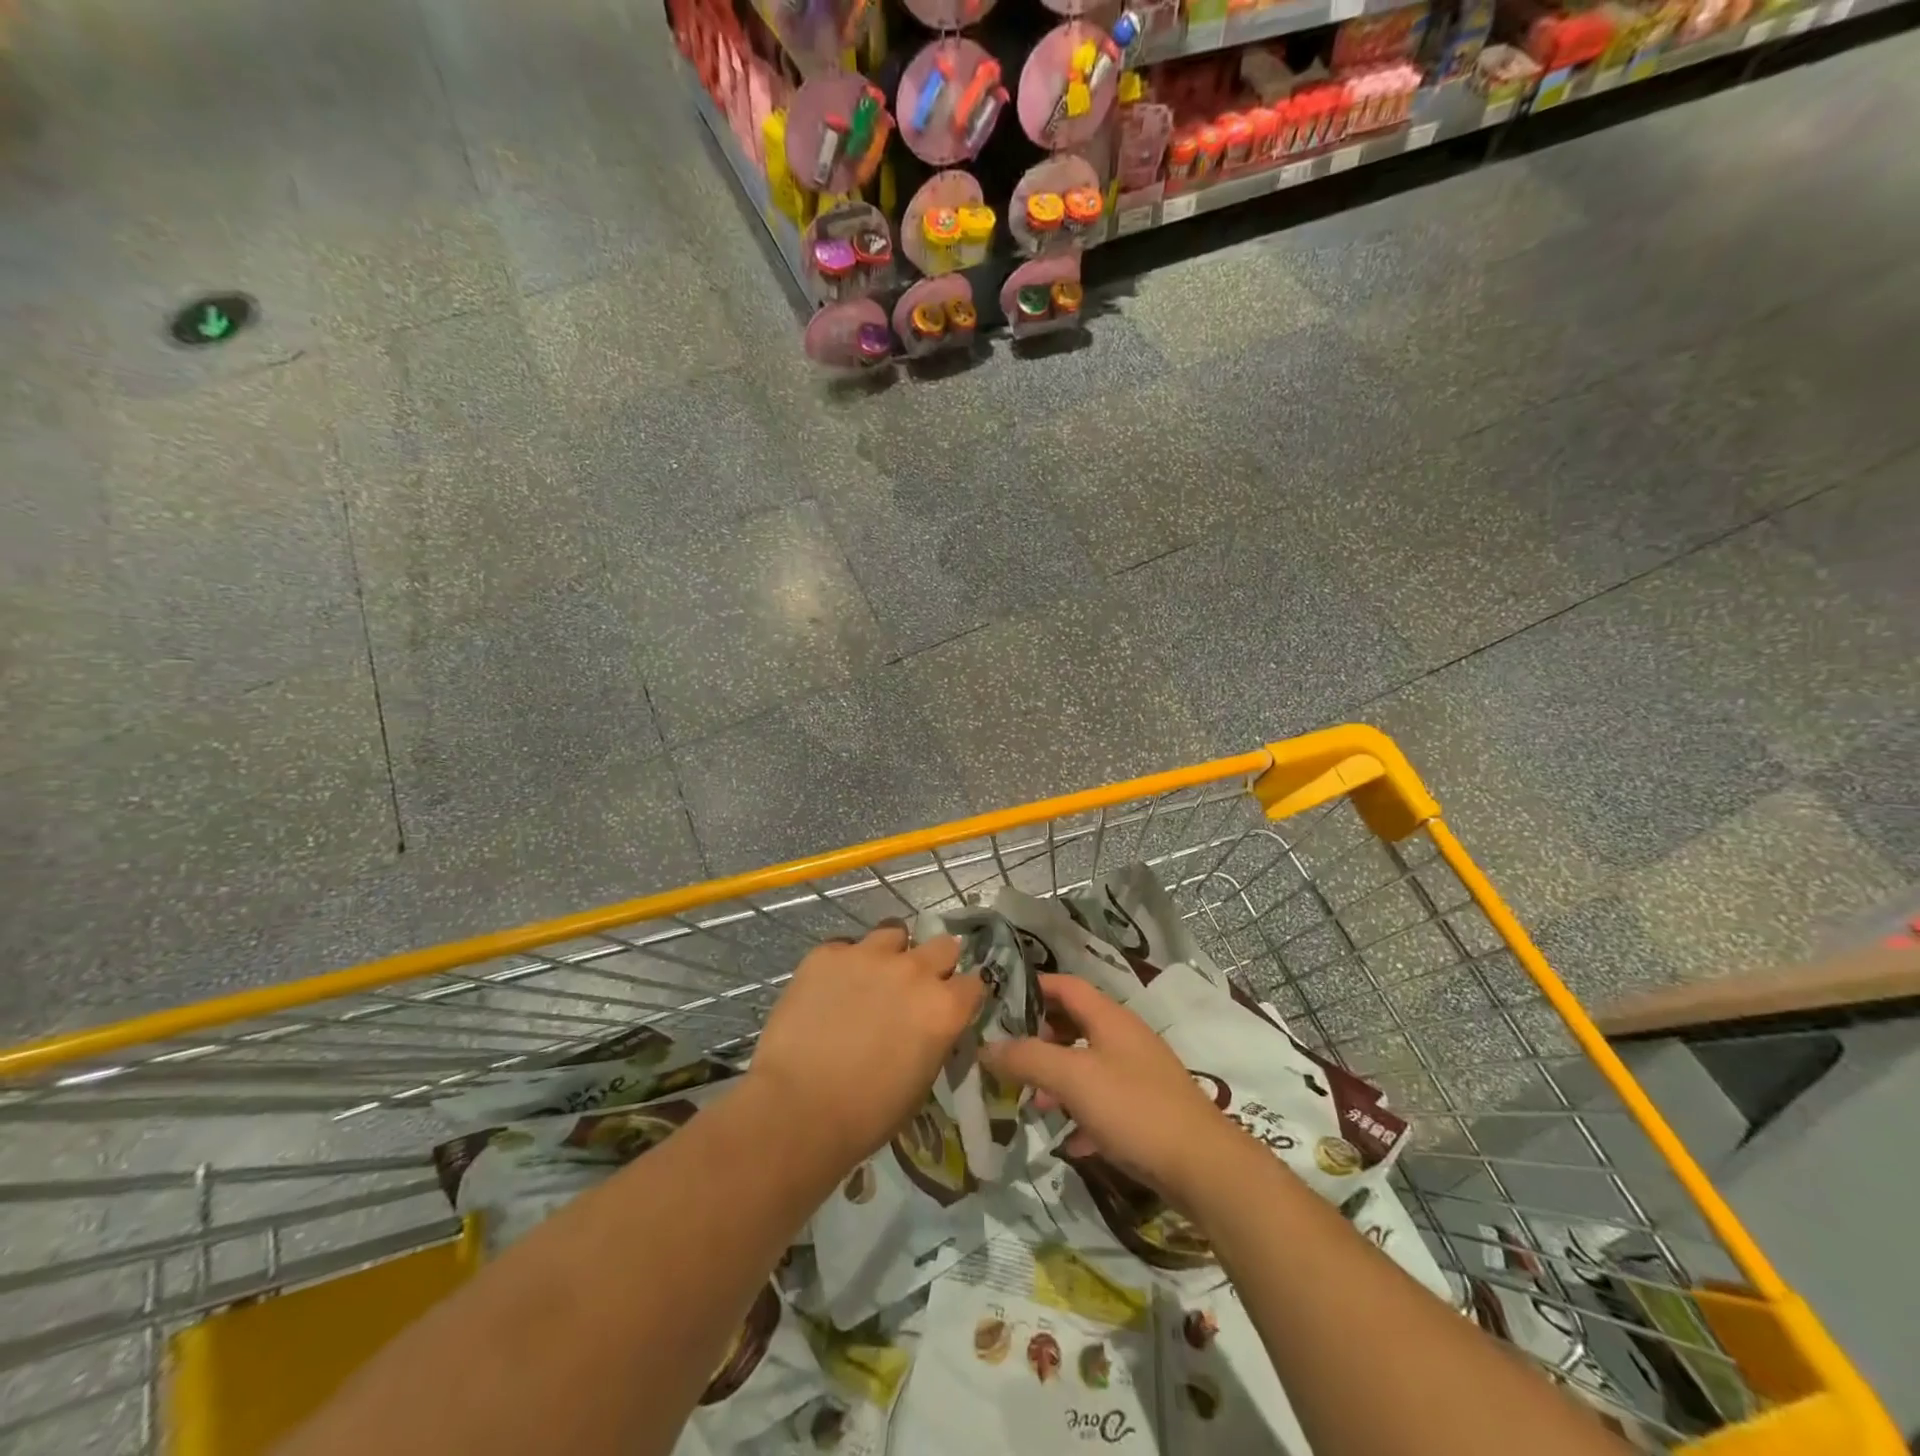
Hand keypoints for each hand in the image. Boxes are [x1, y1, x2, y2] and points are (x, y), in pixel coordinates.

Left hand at [748, 921, 982, 1174]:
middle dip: (935, 963)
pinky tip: (830, 988)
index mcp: (944, 1007)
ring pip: (894, 932)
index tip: (951, 1005)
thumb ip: (934, 1039)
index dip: (962, 995)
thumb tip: (929, 1025)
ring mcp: (870, 955)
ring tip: (872, 976)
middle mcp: (914, 970)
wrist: (797, 1109)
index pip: (974, 983)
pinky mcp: (828, 953)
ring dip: (891, 952)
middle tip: (915, 986)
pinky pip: (845, 946)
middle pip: (943, 945)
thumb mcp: (921, 1082)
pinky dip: (845, 962)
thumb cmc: (866, 1115)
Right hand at [981, 974, 1238, 1206]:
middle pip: (1074, 1023)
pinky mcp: (1148, 1110)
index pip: (1065, 985)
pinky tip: (1069, 1141)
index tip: (999, 1002)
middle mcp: (1125, 1038)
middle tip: (1008, 1056)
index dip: (1032, 987)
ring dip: (1058, 1078)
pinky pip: (1105, 1102)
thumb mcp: (1073, 1079)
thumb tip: (986, 1047)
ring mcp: (1139, 1074)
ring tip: (1032, 1102)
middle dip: (1040, 1037)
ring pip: (1088, 1064)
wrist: (1203, 1167)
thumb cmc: (1134, 1108)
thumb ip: (1028, 1058)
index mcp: (1109, 1018)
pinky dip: (1082, 1113)